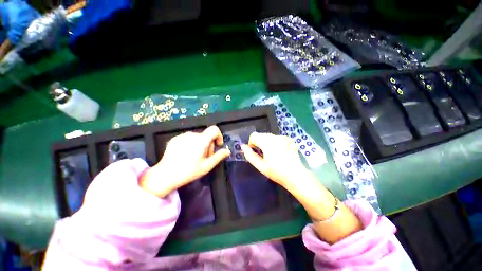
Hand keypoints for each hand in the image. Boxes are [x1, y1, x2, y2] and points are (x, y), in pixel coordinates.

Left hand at [140, 126, 230, 196]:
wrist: (165, 175)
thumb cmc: (189, 171)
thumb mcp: (207, 166)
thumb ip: (219, 156)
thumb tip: (227, 151)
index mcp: (201, 140)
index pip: (214, 129)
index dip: (219, 136)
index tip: (217, 145)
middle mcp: (191, 134)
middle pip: (206, 135)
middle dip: (209, 145)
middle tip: (205, 157)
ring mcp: (182, 136)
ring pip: (197, 137)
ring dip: (200, 145)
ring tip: (195, 157)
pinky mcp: (174, 138)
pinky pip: (188, 138)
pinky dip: (191, 144)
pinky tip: (186, 155)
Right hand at [240, 132, 308, 188]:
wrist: (296, 175)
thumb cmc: (276, 172)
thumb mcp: (260, 166)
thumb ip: (249, 155)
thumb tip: (243, 146)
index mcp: (267, 142)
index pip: (254, 135)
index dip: (252, 143)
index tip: (256, 152)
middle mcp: (275, 136)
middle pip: (261, 135)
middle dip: (259, 143)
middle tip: (264, 155)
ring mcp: (283, 137)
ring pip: (269, 136)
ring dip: (267, 142)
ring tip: (272, 154)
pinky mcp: (289, 139)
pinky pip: (277, 138)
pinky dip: (275, 142)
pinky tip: (280, 152)